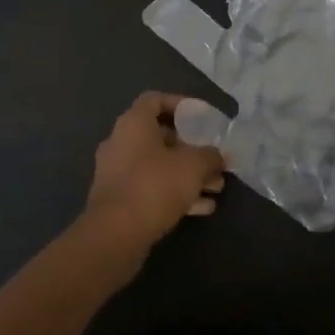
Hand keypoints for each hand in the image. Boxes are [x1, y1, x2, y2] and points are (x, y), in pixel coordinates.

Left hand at [80, 93, 226, 251]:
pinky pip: (151, 188)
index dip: (180, 104)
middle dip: (192, 148)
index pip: (155, 100)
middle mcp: (120, 143)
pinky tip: (202, 208)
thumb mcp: (194, 165)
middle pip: (160, 136)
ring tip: (216, 187)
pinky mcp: (118, 201)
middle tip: (214, 159)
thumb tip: (219, 156)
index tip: (202, 117)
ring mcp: (116, 173)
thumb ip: (211, 156)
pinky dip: (175, 193)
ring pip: (158, 166)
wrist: (115, 235)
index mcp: (133, 124)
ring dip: (188, 175)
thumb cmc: (155, 186)